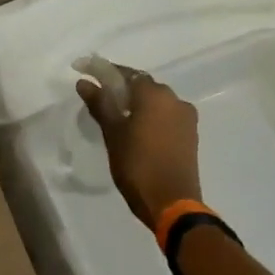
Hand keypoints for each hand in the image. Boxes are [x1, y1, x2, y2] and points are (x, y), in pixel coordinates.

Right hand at [76, 65, 202, 228]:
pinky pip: (165, 116)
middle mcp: (174, 100)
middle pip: (143, 86)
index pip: (126, 73)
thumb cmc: (137, 165)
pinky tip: (135, 130)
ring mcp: (186, 118)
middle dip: (121, 88)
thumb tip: (84, 82)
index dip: (104, 71)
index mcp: (155, 95)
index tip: (85, 72)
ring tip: (116, 116)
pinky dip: (149, 117)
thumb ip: (100, 104)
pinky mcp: (189, 135)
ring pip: (155, 102)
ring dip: (136, 103)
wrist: (172, 203)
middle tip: (99, 98)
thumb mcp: (113, 133)